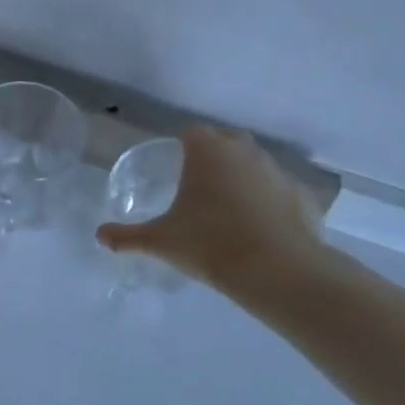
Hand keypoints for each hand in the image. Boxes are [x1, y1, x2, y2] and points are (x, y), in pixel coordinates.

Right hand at [97, 125, 328, 296]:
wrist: (278, 272)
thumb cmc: (210, 244)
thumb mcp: (160, 241)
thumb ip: (128, 236)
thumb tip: (100, 236)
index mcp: (208, 152)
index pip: (191, 132)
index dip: (181, 144)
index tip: (174, 164)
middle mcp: (245, 152)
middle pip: (227, 140)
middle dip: (214, 154)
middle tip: (199, 183)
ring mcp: (279, 172)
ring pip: (256, 163)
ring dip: (243, 176)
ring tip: (229, 207)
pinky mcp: (304, 197)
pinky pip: (281, 191)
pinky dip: (271, 201)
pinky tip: (261, 226)